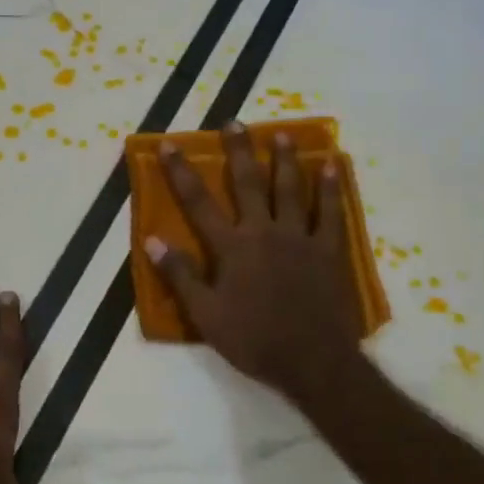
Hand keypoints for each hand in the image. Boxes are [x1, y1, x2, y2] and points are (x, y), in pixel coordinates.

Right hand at [143, 122, 368, 406]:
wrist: (313, 361)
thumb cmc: (254, 339)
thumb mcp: (205, 314)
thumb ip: (180, 275)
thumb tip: (152, 240)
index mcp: (232, 247)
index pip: (199, 203)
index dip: (181, 173)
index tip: (169, 145)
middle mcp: (264, 232)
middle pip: (249, 183)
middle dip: (239, 151)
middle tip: (234, 122)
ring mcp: (300, 238)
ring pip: (291, 189)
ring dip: (285, 160)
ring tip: (281, 135)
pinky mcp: (329, 250)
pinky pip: (331, 212)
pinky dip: (331, 188)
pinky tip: (332, 167)